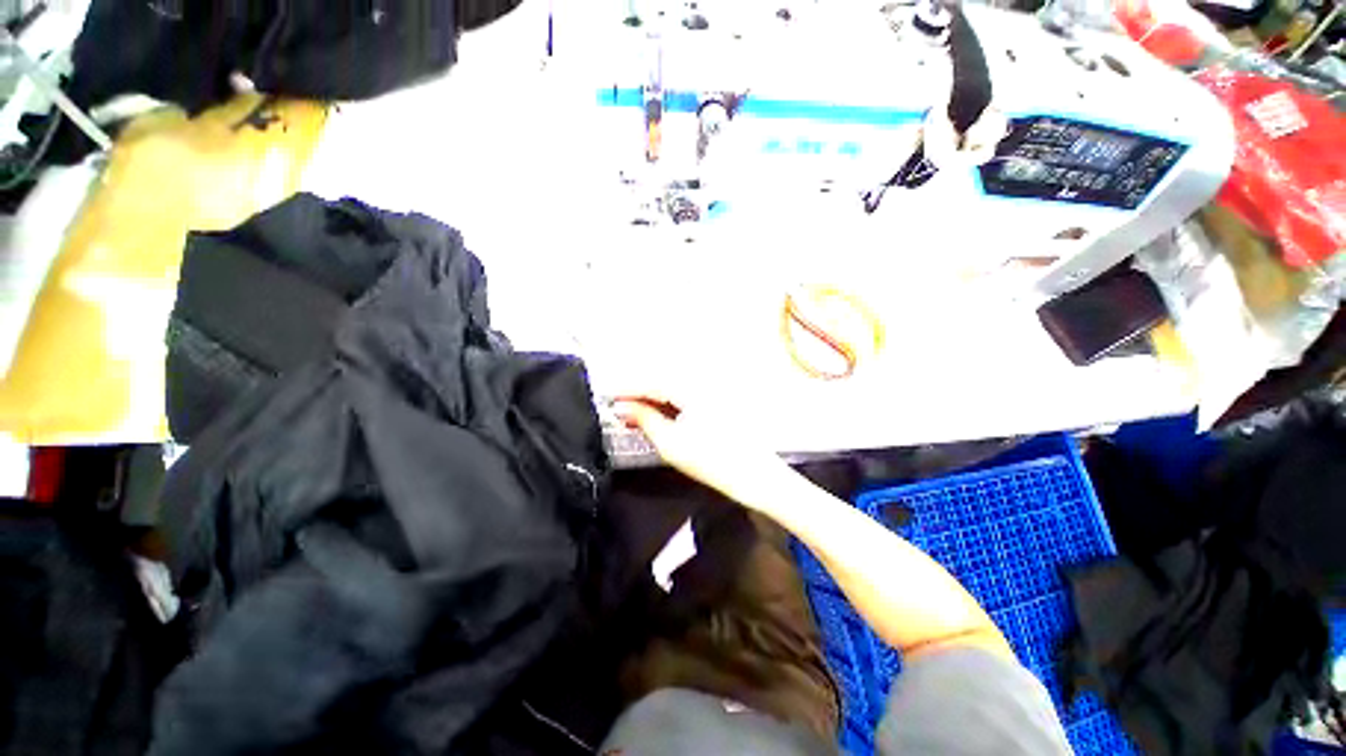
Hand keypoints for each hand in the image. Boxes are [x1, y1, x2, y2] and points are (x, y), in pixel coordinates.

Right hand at [613, 397, 794, 511]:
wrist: (756, 476)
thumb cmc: (712, 461)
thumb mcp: (671, 443)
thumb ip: (645, 420)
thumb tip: (623, 407)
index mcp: (690, 389)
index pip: (651, 382)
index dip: (627, 389)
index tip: (606, 396)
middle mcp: (700, 384)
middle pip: (661, 383)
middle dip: (637, 394)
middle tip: (616, 407)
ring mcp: (710, 394)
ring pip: (672, 392)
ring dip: (651, 401)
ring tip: (631, 414)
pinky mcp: (715, 406)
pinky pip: (683, 400)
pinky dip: (667, 407)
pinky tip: (656, 417)